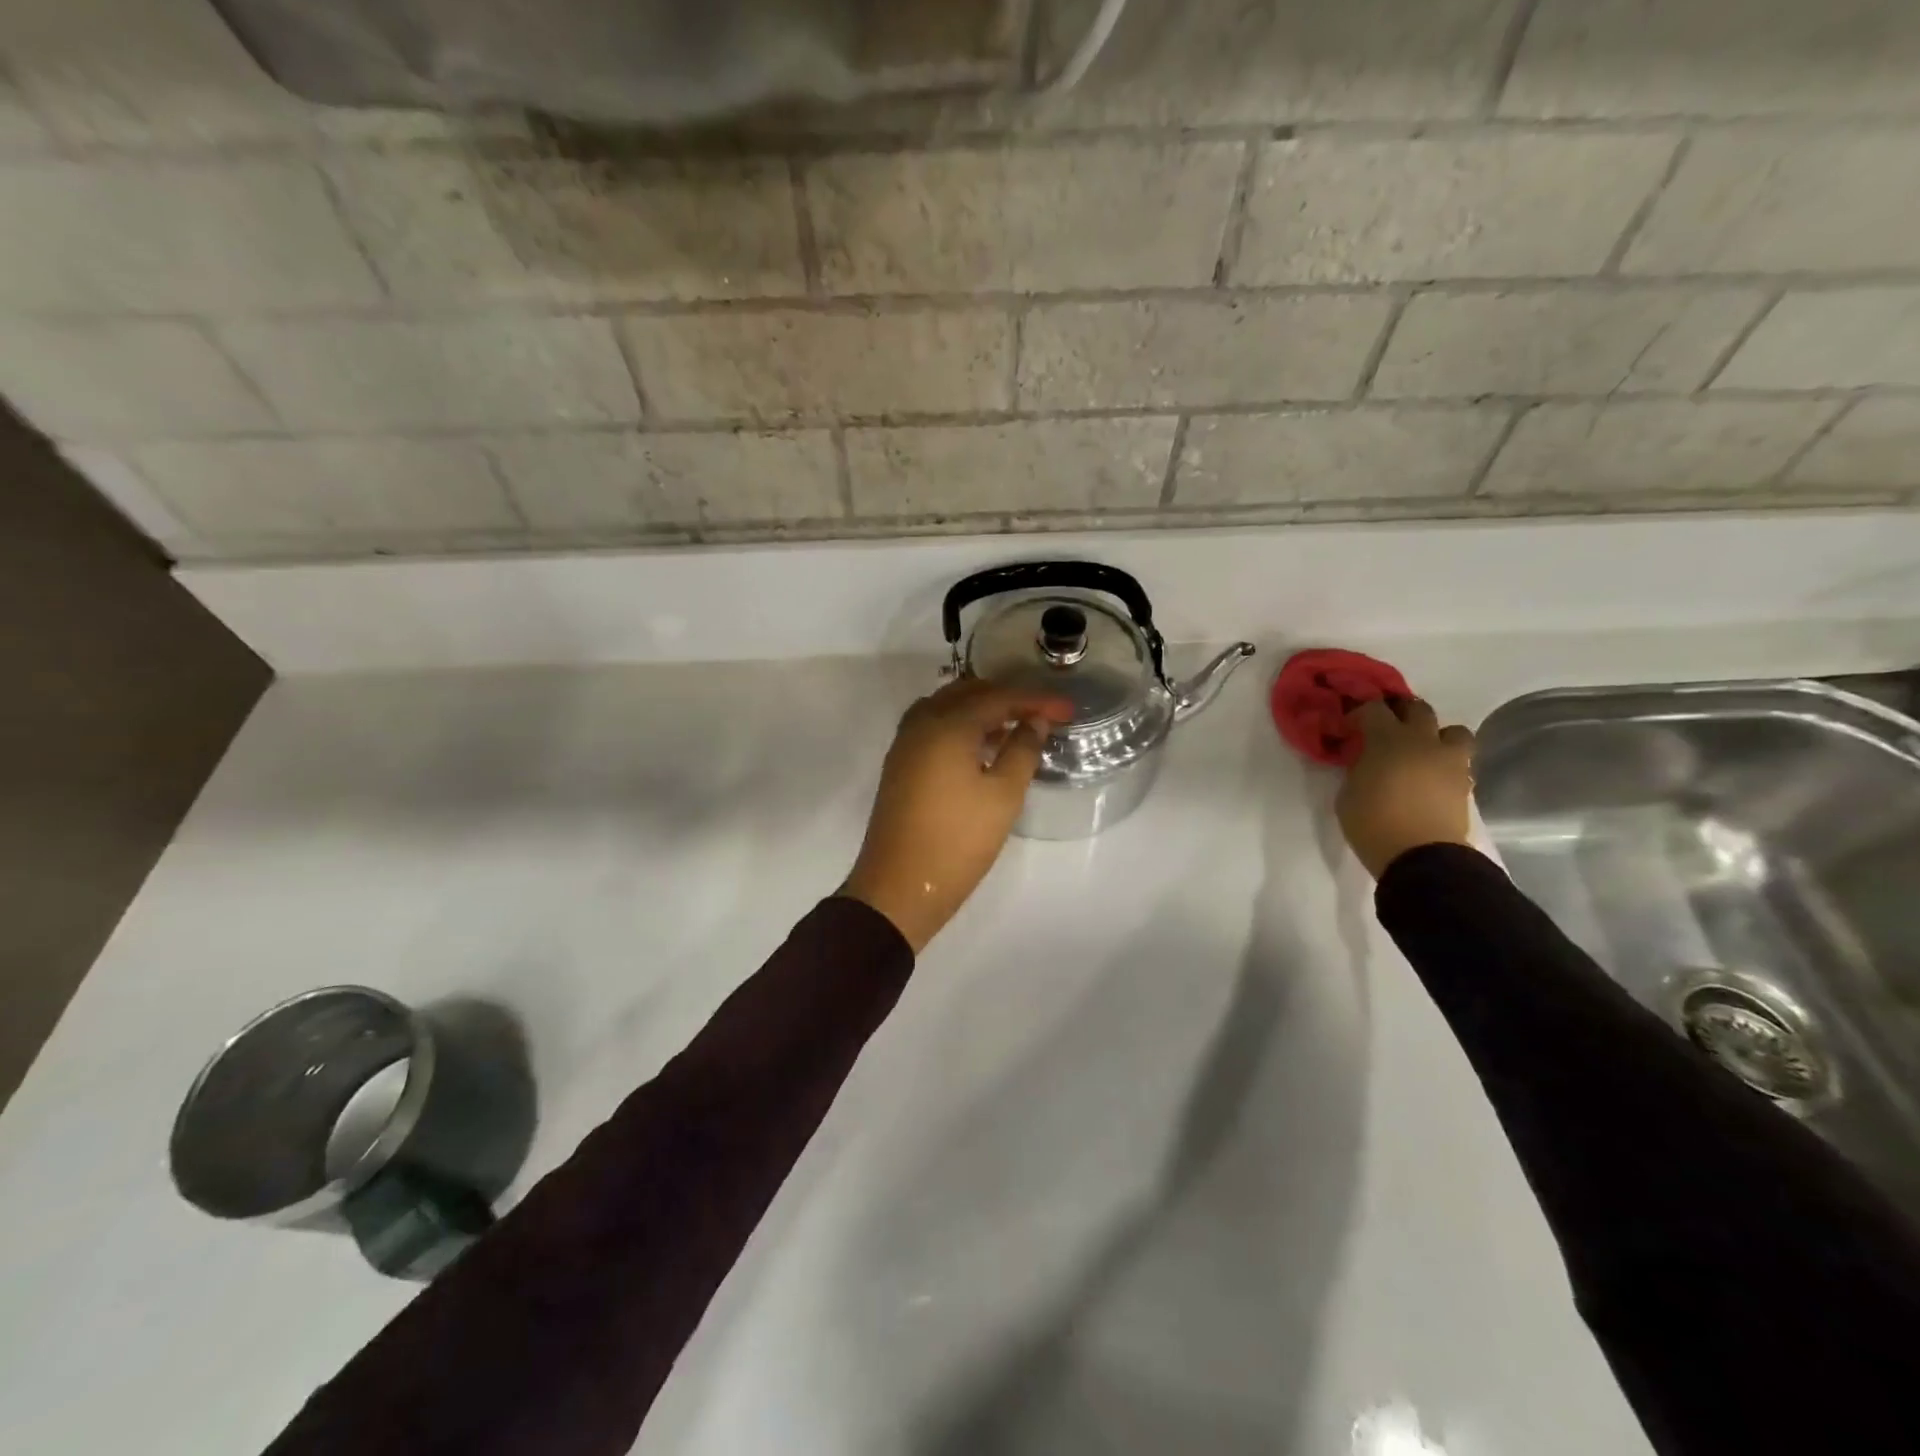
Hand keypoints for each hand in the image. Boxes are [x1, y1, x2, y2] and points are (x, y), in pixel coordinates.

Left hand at [841, 678, 1073, 953]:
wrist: (899, 887)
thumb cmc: (958, 841)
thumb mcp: (1003, 796)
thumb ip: (1022, 750)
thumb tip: (1034, 721)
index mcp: (947, 724)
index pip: (999, 697)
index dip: (1037, 700)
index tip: (1069, 709)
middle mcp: (921, 723)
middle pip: (969, 693)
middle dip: (1007, 698)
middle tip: (1042, 713)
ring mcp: (905, 743)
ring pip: (947, 708)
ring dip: (982, 710)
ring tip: (1016, 728)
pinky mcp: (900, 764)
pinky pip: (934, 727)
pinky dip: (961, 726)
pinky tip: (982, 747)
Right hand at [1335, 698, 1477, 879]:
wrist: (1421, 857)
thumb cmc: (1373, 823)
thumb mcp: (1348, 794)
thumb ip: (1358, 769)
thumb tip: (1365, 761)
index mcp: (1388, 740)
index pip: (1374, 709)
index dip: (1360, 713)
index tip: (1351, 727)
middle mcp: (1423, 741)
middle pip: (1418, 709)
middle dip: (1402, 713)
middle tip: (1388, 730)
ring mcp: (1449, 761)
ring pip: (1453, 731)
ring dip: (1437, 736)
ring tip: (1422, 752)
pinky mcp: (1465, 784)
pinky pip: (1459, 762)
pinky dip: (1445, 764)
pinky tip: (1431, 779)